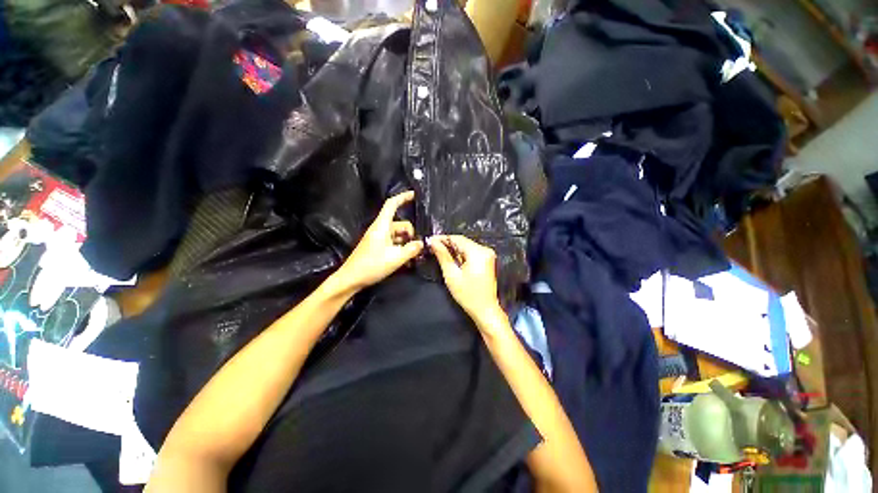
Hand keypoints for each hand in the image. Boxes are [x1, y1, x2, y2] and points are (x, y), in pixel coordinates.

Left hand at [334, 191, 423, 290]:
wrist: (351, 279)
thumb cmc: (371, 266)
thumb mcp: (396, 258)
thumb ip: (411, 249)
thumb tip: (422, 243)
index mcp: (382, 226)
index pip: (392, 204)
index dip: (403, 197)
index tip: (415, 195)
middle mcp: (380, 229)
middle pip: (400, 224)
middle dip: (411, 233)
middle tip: (417, 247)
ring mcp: (379, 238)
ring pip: (398, 235)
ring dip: (407, 243)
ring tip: (413, 257)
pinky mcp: (378, 247)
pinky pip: (393, 243)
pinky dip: (401, 248)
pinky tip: (407, 260)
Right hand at [429, 235, 502, 322]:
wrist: (485, 310)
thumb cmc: (468, 295)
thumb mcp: (452, 275)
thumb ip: (443, 256)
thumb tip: (433, 242)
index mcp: (478, 252)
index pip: (457, 238)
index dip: (442, 238)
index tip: (429, 241)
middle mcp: (485, 250)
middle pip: (462, 241)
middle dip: (447, 244)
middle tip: (432, 247)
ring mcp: (487, 255)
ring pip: (466, 246)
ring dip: (453, 249)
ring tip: (439, 253)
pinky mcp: (487, 260)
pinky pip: (471, 252)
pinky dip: (461, 254)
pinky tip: (452, 259)